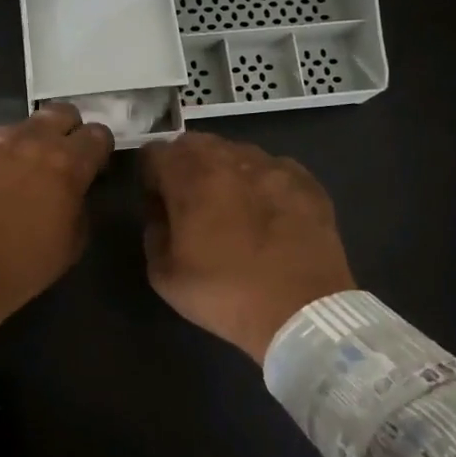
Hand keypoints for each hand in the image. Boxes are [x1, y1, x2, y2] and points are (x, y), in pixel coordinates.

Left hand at [0, 103, 114, 334]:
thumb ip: (80, 204)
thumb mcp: (70, 244)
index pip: (97, 134)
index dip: (97, 149)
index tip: (91, 165)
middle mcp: (28, 138)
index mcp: (65, 163)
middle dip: (64, 131)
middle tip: (55, 159)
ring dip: (19, 146)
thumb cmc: (18, 269)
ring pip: (14, 127)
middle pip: (60, 113)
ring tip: (5, 177)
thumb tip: (75, 188)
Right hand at [138, 133, 355, 362]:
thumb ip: (153, 231)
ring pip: (235, 152)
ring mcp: (272, 166)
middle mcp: (230, 159)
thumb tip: (161, 211)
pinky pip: (272, 168)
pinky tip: (268, 214)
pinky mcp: (306, 181)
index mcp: (190, 177)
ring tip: (234, 208)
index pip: (154, 151)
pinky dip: (262, 183)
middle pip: (194, 144)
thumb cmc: (225, 294)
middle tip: (192, 204)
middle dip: (185, 167)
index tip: (158, 203)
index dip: (150, 176)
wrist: (302, 312)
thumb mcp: (164, 275)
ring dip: (225, 171)